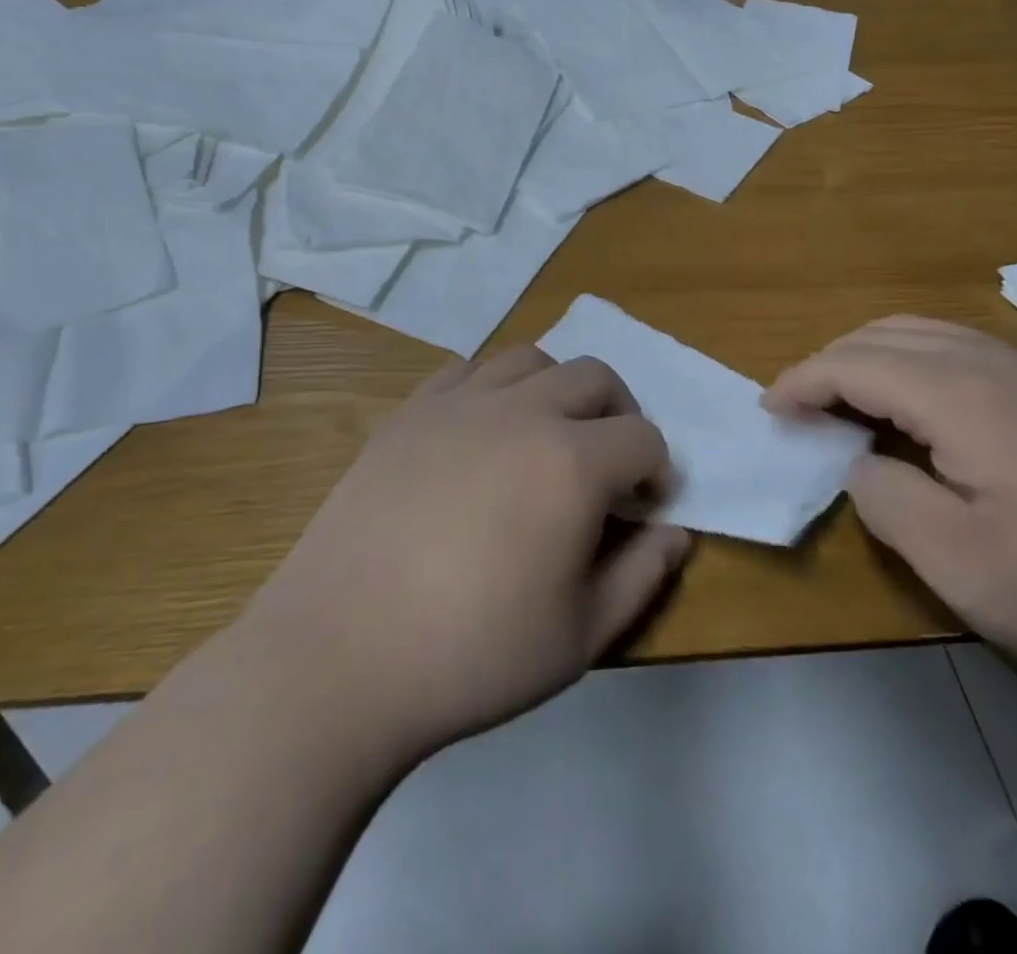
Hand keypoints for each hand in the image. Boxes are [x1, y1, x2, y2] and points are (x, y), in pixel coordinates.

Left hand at [250, 346, 690, 761]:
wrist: (340, 657)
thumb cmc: (473, 654)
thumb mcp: (581, 635)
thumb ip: (644, 574)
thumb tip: (676, 532)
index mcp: (572, 462)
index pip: (644, 437)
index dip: (656, 472)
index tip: (641, 510)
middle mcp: (522, 411)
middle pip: (595, 376)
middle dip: (618, 414)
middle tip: (606, 466)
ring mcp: (460, 402)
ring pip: (532, 359)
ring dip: (558, 389)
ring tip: (548, 438)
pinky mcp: (411, 411)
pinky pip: (469, 370)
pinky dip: (496, 388)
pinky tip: (484, 434)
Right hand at [764, 317, 1016, 708]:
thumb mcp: (955, 560)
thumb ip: (884, 498)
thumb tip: (859, 462)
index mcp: (962, 395)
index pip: (856, 364)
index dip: (803, 381)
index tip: (768, 408)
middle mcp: (993, 363)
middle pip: (886, 335)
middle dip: (830, 361)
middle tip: (799, 406)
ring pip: (926, 333)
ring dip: (871, 354)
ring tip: (844, 398)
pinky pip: (961, 348)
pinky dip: (913, 360)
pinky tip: (916, 405)